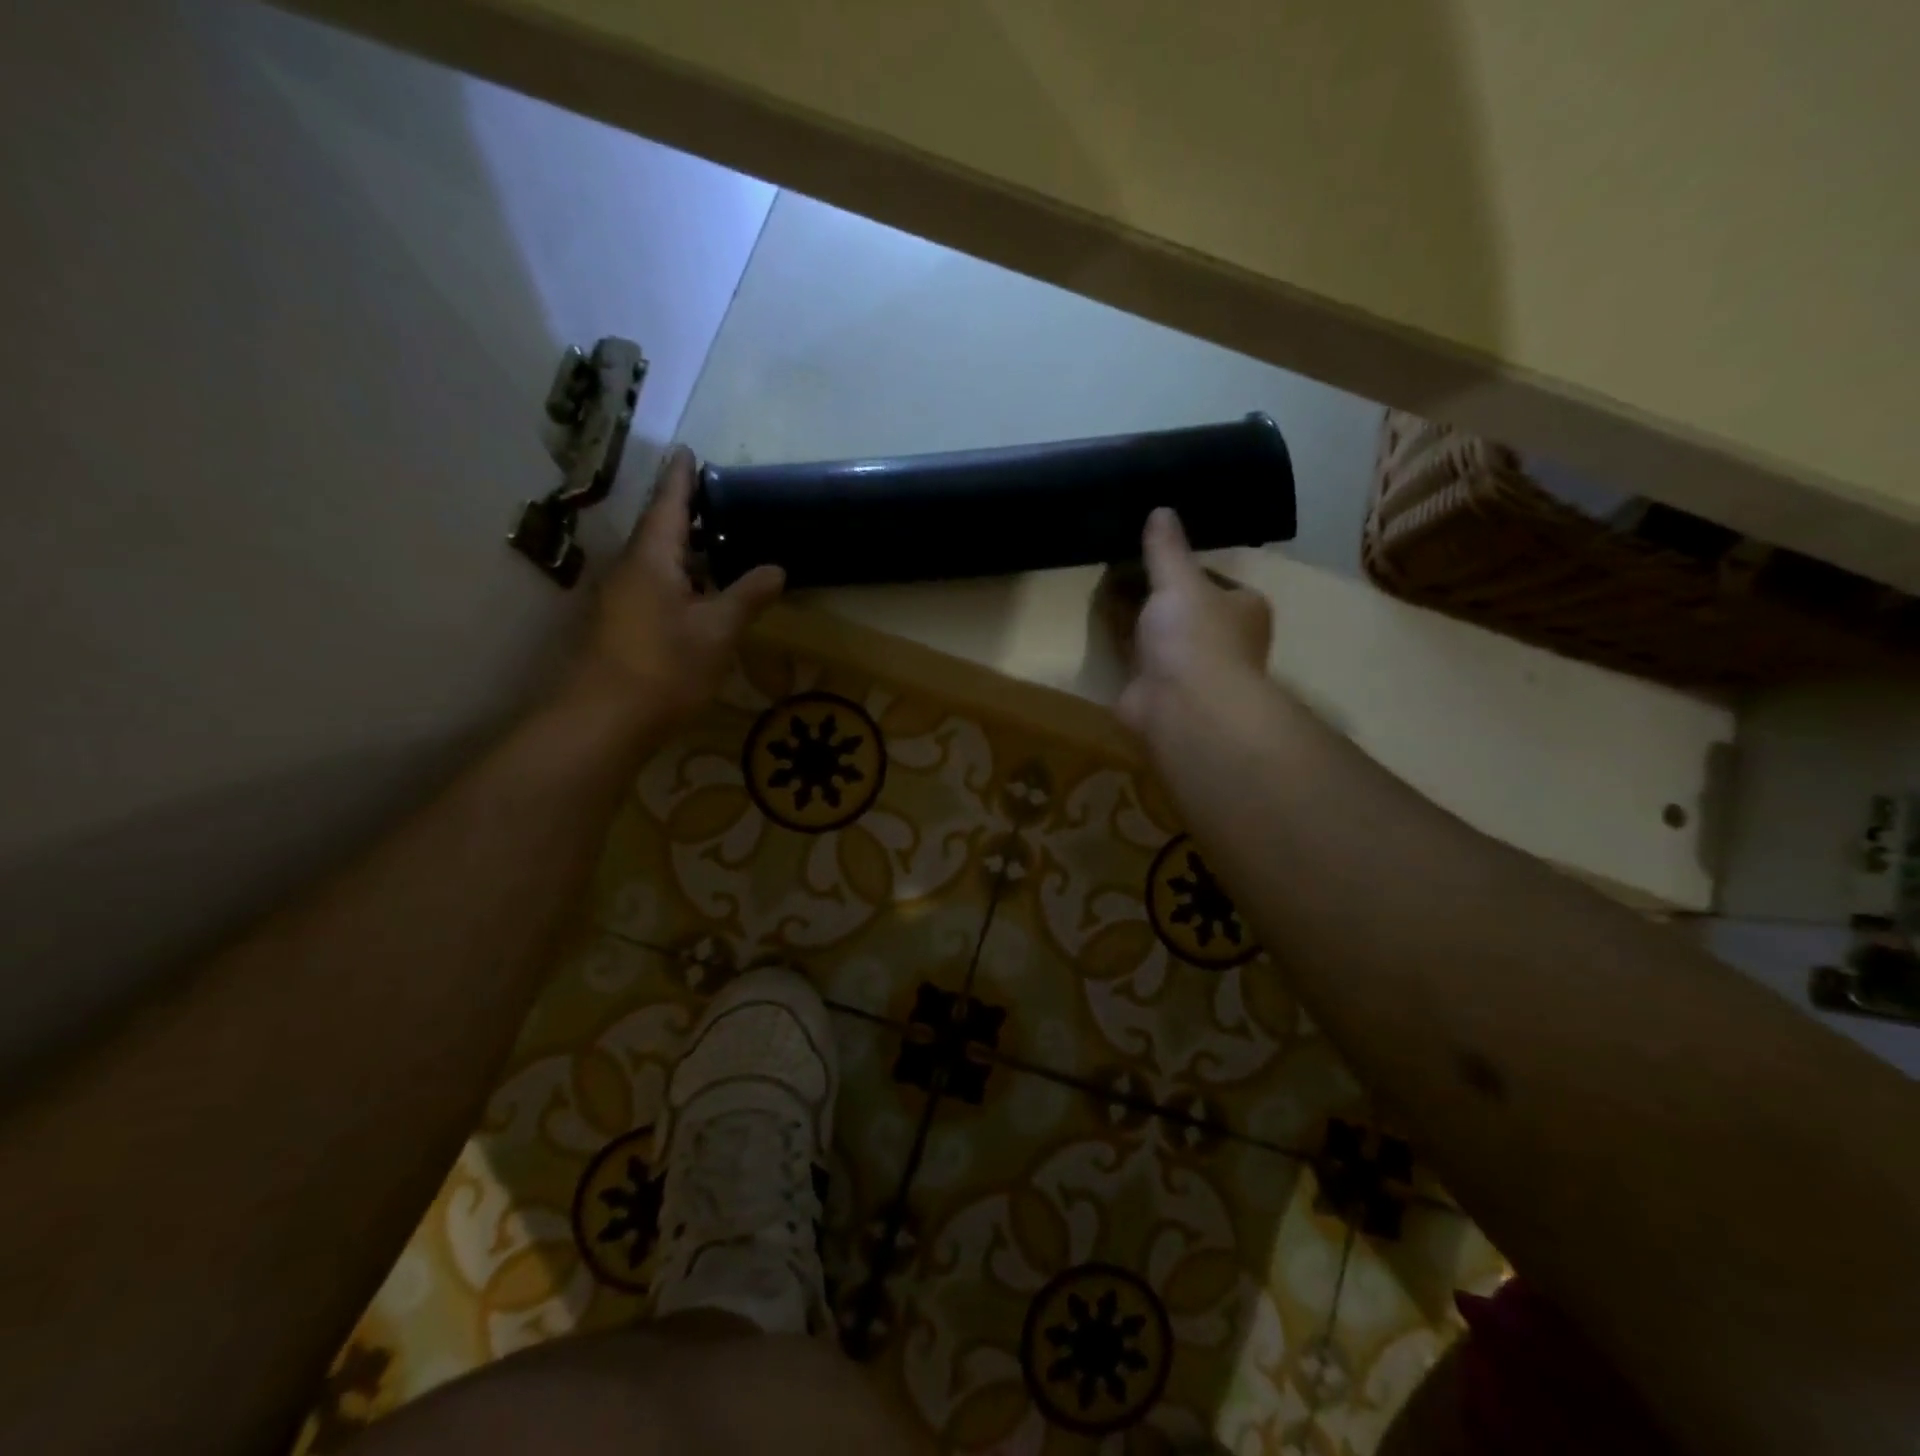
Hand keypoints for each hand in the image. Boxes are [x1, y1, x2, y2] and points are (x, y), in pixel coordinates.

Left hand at [571, 446, 784, 725]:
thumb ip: (747, 596)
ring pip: (657, 562)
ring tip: (720, 548)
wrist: (604, 721)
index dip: (683, 479)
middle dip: (688, 515)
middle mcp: (630, 570)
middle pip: (660, 531)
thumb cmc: (665, 667)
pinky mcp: (621, 626)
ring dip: (686, 552)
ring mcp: (620, 599)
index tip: (689, 451)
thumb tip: (777, 568)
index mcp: (652, 559)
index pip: (669, 505)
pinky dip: (680, 581)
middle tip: (721, 504)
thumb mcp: (717, 631)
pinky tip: (702, 596)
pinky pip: (654, 588)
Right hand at [1114, 508, 1272, 738]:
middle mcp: (1219, 640)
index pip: (1211, 580)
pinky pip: (1132, 655)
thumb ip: (1167, 549)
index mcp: (1242, 610)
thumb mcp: (1180, 581)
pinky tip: (1095, 619)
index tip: (1149, 550)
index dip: (1181, 566)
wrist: (1182, 708)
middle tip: (1116, 562)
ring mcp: (1185, 668)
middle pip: (1180, 607)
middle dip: (1152, 590)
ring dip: (1133, 615)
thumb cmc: (1196, 637)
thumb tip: (1162, 509)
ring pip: (1155, 632)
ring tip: (1101, 583)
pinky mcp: (1153, 688)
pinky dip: (1117, 640)